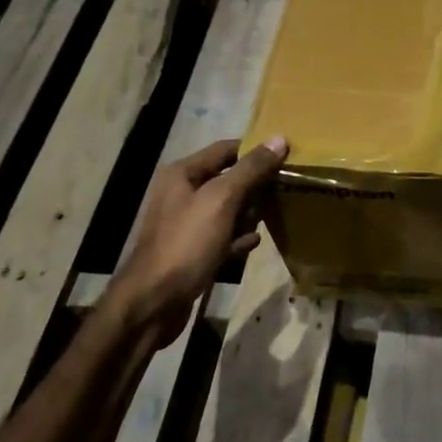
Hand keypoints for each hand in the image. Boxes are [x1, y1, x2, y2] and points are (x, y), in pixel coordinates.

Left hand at [106, 137, 288, 347]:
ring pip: (228, 209)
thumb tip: (279, 139)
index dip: (255, 151)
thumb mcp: (221, 200)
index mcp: (183, 174)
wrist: (154, 301)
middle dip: (255, 186)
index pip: (225, 149)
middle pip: (228, 179)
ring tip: (267, 221)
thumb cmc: (187, 244)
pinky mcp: (192, 251)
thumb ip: (250, 169)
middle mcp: (181, 194)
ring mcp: (186, 224)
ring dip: (248, 215)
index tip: (286, 157)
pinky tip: (251, 245)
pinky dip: (238, 239)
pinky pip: (223, 236)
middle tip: (283, 192)